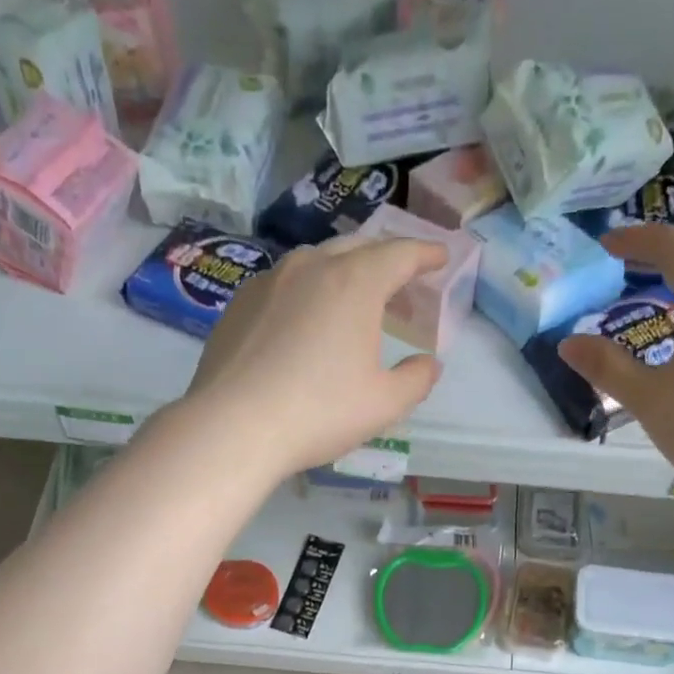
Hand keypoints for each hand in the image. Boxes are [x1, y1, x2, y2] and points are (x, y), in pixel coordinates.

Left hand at [183, 236, 446, 478]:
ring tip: (352, 305)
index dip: (425, 254)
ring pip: (316, 263)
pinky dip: (307, 293)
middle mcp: (311, 267)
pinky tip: (305, 324)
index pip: (400, 254)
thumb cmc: (319, 412)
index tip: (440, 257)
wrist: (234, 425)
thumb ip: (416, 380)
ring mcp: (269, 281)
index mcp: (355, 283)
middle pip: (358, 248)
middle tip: (401, 288)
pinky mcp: (239, 303)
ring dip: (343, 275)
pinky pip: (284, 286)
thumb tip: (429, 364)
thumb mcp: (384, 405)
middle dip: (386, 262)